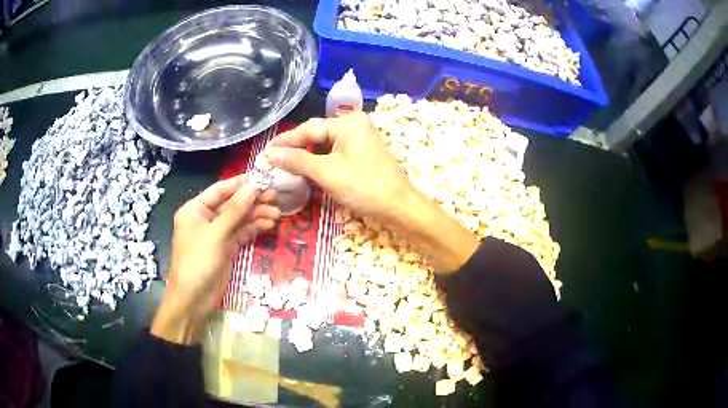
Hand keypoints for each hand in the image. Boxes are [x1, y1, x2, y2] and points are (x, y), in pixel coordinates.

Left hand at [151, 175, 280, 343]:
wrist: (193, 298)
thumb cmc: (198, 261)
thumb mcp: (216, 234)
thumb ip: (235, 210)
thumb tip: (254, 187)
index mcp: (195, 209)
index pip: (220, 190)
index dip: (240, 183)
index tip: (262, 177)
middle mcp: (206, 218)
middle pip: (232, 204)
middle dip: (252, 200)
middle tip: (276, 196)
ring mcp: (217, 234)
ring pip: (239, 219)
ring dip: (257, 215)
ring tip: (277, 213)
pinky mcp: (226, 248)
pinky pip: (241, 233)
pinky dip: (254, 228)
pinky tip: (269, 225)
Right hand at [266, 112, 414, 221]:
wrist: (398, 207)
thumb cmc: (363, 186)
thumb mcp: (326, 172)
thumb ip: (297, 160)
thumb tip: (270, 154)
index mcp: (348, 123)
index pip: (309, 128)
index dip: (286, 140)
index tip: (266, 150)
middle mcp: (355, 125)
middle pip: (317, 135)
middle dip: (296, 147)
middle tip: (273, 158)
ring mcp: (361, 140)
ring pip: (326, 145)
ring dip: (307, 156)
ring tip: (286, 164)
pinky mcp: (363, 154)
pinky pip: (336, 154)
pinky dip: (321, 162)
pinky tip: (308, 170)